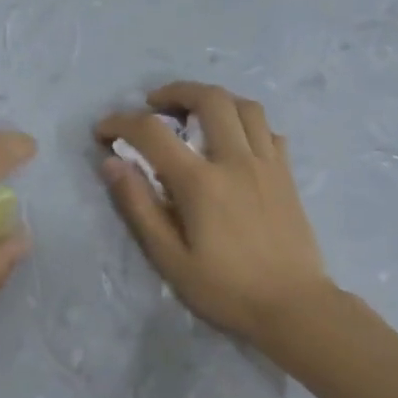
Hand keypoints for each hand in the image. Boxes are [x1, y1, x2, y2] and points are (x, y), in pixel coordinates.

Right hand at [96, 82, 330, 347]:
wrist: (294, 306)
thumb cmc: (226, 289)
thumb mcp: (170, 258)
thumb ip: (140, 207)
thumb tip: (112, 164)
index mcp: (201, 182)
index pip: (153, 132)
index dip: (121, 123)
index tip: (103, 131)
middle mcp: (236, 160)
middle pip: (209, 99)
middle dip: (175, 91)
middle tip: (155, 105)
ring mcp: (268, 164)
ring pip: (245, 106)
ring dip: (215, 99)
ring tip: (196, 113)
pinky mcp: (287, 176)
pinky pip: (269, 131)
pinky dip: (247, 124)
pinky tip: (235, 141)